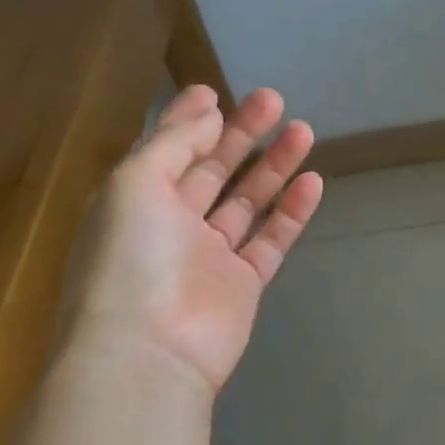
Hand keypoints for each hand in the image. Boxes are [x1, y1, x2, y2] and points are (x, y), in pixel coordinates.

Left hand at [68, 84, 322, 395]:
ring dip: (274, 166)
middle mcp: (172, 225)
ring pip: (248, 202)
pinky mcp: (243, 284)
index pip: (168, 151)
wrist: (148, 352)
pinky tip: (313, 181)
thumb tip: (207, 110)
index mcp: (136, 202)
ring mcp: (210, 256)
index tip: (215, 92)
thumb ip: (174, 143)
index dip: (190, 120)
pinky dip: (292, 212)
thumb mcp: (136, 183)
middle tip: (273, 99)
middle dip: (242, 134)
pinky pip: (271, 240)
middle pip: (213, 170)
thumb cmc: (131, 258)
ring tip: (304, 130)